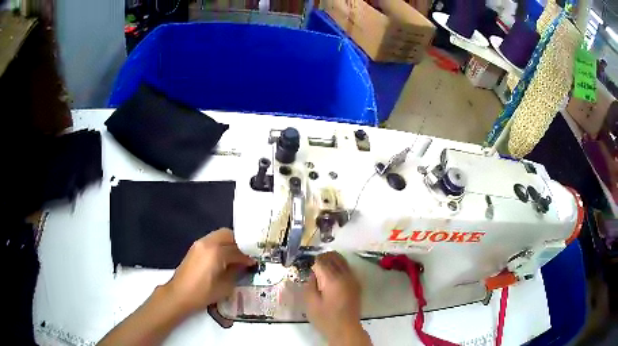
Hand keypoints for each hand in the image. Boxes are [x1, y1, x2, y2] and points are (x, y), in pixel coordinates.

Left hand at [163, 228, 254, 314]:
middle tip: (247, 256)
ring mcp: (200, 243)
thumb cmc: (203, 293)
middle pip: (228, 234)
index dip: (248, 256)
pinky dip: (221, 245)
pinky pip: (212, 240)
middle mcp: (208, 242)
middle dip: (240, 243)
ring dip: (230, 243)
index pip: (237, 249)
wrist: (179, 294)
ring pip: (220, 235)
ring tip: (237, 257)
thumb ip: (236, 271)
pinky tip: (225, 258)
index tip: (255, 262)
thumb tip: (245, 264)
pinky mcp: (195, 247)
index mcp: (216, 252)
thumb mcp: (226, 285)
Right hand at [304, 252, 369, 344]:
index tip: (309, 265)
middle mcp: (345, 276)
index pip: (322, 261)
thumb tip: (313, 273)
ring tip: (323, 266)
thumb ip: (310, 285)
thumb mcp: (310, 303)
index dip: (314, 261)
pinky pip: (348, 268)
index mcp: (333, 280)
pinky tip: (333, 273)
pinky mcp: (357, 284)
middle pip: (334, 257)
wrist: (345, 329)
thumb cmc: (325, 318)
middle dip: (324, 257)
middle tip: (315, 263)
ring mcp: (353, 279)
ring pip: (343, 260)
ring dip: (333, 259)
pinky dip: (340, 265)